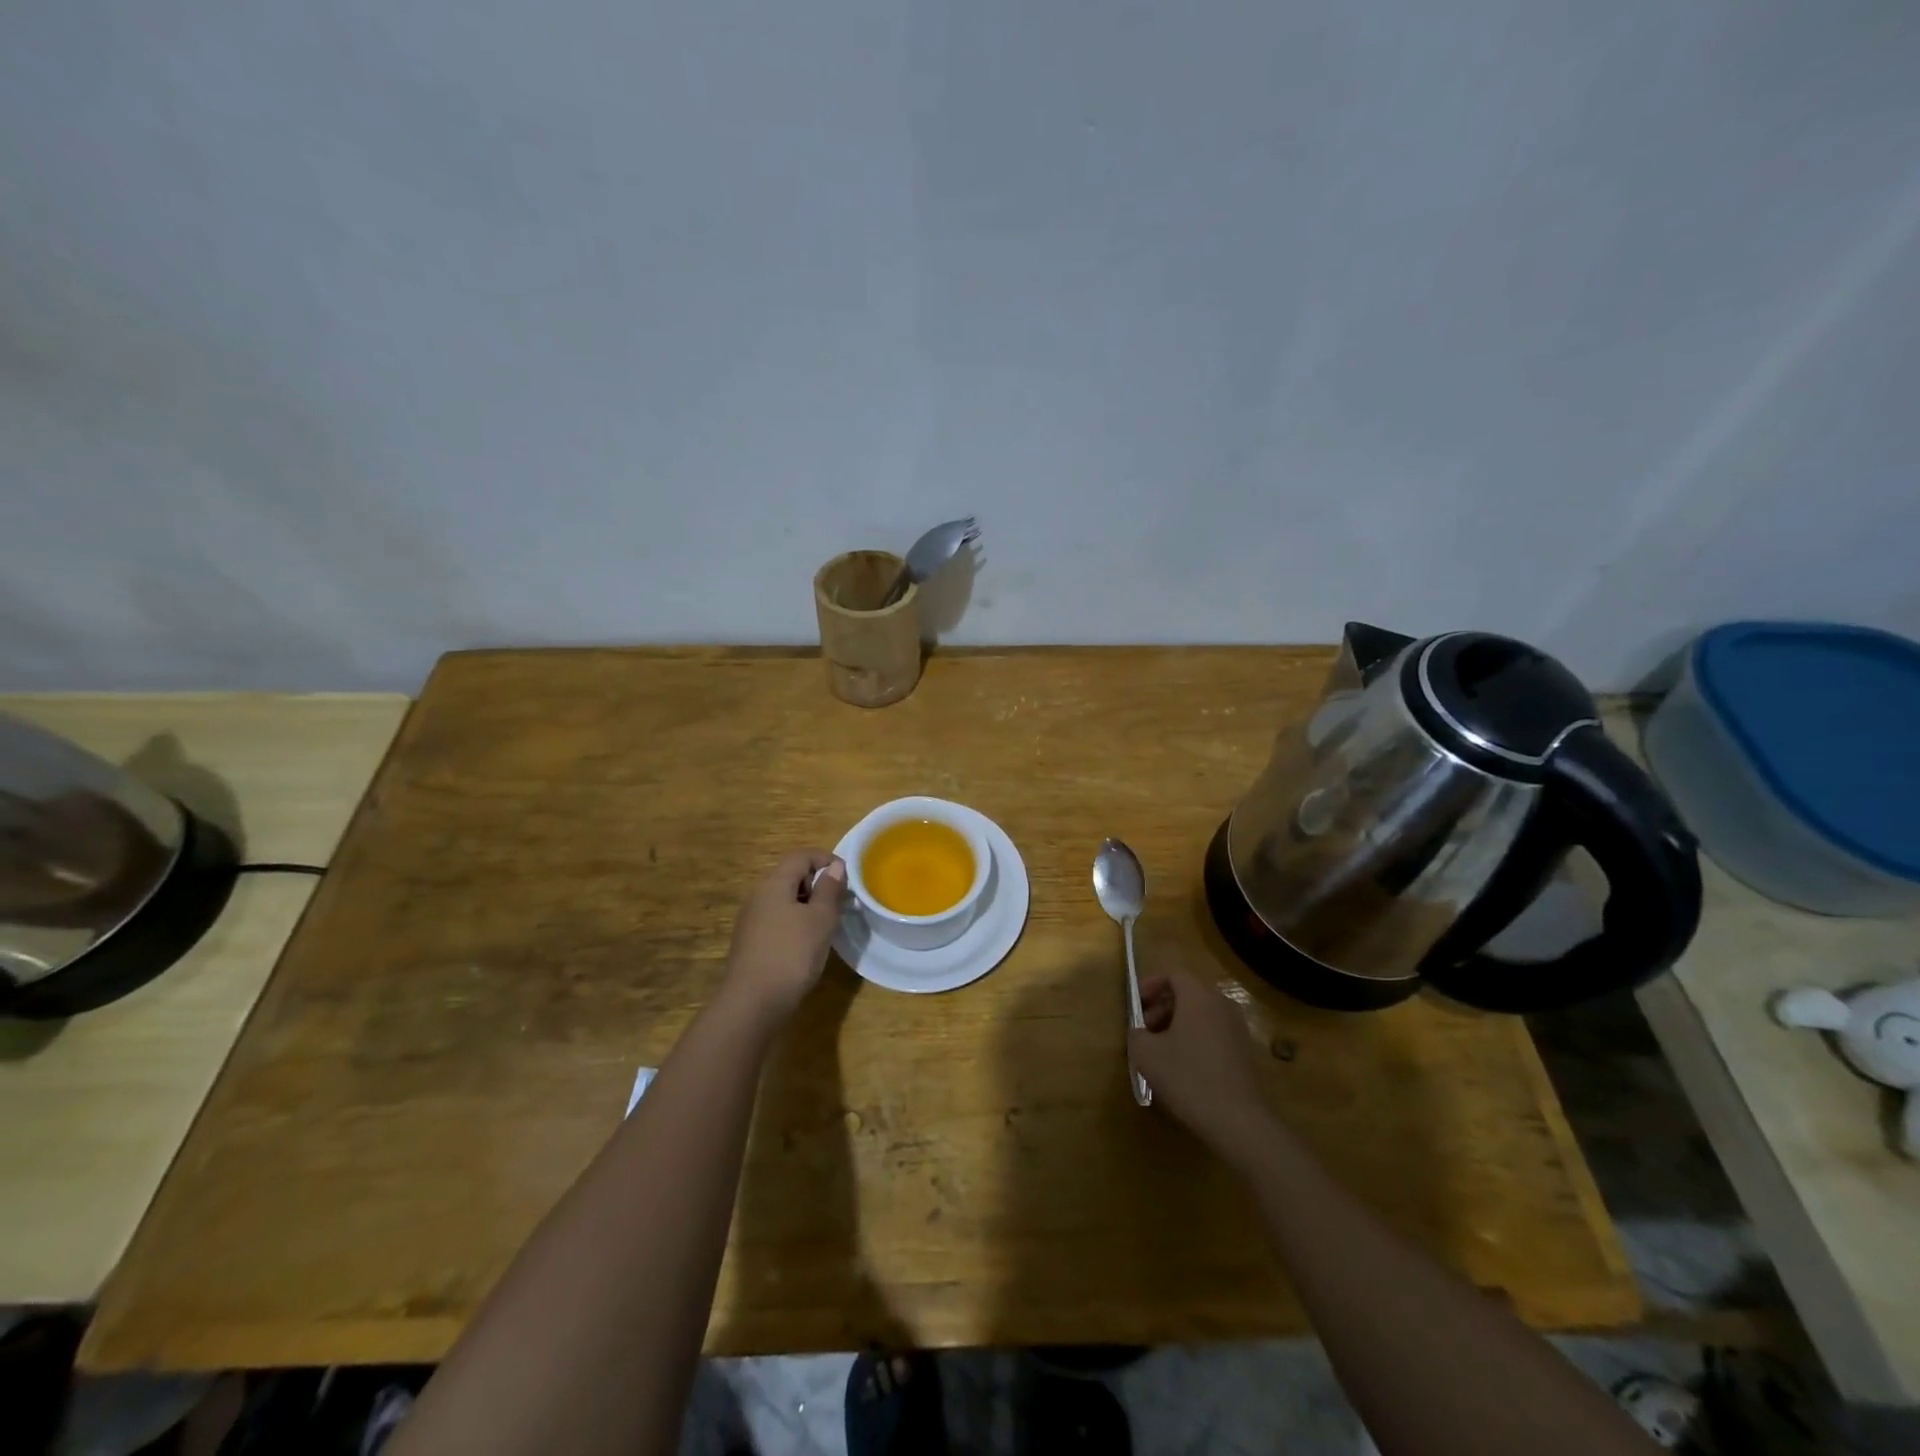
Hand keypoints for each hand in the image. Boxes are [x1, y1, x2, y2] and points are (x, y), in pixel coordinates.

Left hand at [721, 849, 846, 1024]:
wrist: (753, 1003)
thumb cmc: (792, 954)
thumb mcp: (820, 919)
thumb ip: (829, 889)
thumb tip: (835, 867)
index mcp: (774, 883)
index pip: (801, 856)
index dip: (826, 859)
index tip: (847, 876)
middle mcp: (758, 895)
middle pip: (790, 875)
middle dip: (817, 882)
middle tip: (840, 901)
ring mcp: (751, 919)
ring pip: (784, 899)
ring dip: (807, 903)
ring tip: (827, 923)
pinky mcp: (751, 942)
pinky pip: (777, 918)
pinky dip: (795, 921)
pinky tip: (807, 943)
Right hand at [1129, 971, 1272, 1163]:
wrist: (1238, 1120)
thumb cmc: (1188, 1078)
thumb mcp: (1146, 1054)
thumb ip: (1136, 1034)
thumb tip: (1140, 1031)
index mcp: (1198, 996)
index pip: (1173, 974)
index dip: (1151, 984)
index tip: (1136, 1004)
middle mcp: (1221, 1003)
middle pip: (1188, 992)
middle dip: (1162, 1006)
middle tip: (1145, 1029)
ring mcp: (1237, 1027)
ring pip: (1201, 1013)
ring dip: (1178, 1023)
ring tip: (1162, 1050)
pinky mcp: (1245, 1050)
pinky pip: (1214, 1031)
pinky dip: (1196, 1038)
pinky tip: (1184, 1066)